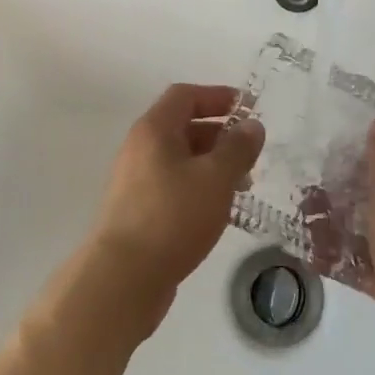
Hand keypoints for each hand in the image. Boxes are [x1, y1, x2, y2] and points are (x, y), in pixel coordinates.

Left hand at [89, 84, 264, 329]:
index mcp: (154, 129)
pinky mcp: (137, 211)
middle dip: (220, 135)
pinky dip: (198, 187)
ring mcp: (135, 181)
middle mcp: (140, 148)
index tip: (248, 108)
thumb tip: (252, 125)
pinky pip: (173, 185)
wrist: (122, 278)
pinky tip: (218, 210)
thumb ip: (238, 148)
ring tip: (243, 186)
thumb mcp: (216, 178)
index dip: (218, 96)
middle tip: (251, 153)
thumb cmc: (172, 216)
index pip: (186, 95)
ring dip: (212, 165)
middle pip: (183, 126)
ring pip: (180, 160)